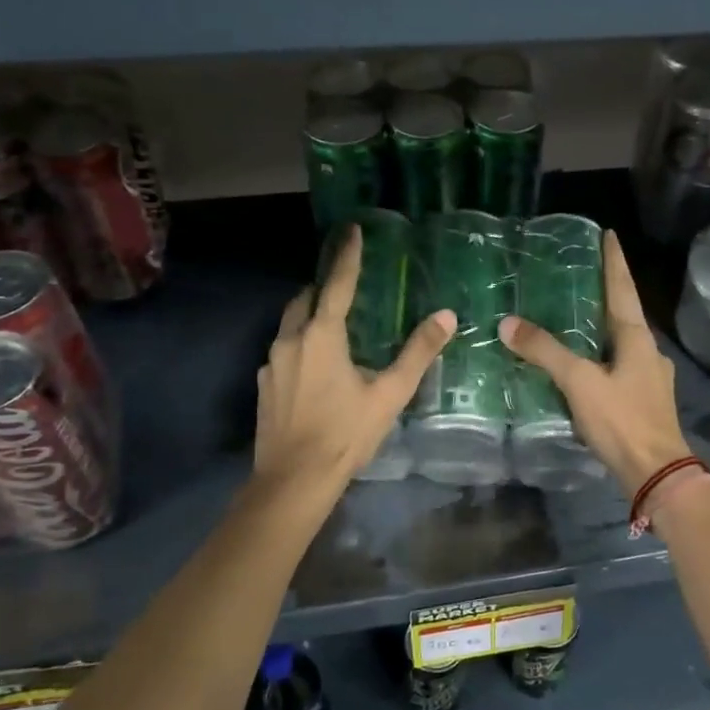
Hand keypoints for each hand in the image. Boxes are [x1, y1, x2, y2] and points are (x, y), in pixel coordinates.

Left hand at [255, 226, 455, 488]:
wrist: (293, 480)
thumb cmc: (345, 434)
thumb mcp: (389, 394)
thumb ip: (417, 353)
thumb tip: (446, 317)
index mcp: (322, 335)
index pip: (338, 284)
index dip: (347, 255)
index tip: (351, 229)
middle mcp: (291, 340)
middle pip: (305, 299)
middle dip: (323, 287)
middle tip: (344, 285)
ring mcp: (271, 364)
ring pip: (290, 325)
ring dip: (309, 317)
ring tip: (333, 326)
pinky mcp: (263, 386)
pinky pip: (283, 352)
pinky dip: (299, 346)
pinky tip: (315, 369)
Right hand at [500, 229, 692, 496]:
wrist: (656, 473)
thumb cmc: (622, 420)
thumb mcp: (579, 382)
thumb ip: (545, 352)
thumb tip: (508, 323)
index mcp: (637, 338)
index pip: (623, 288)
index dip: (614, 261)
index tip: (609, 234)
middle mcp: (648, 352)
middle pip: (623, 313)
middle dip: (604, 292)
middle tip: (580, 274)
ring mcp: (650, 377)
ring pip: (621, 342)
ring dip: (601, 327)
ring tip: (575, 318)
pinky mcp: (644, 401)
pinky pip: (618, 367)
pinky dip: (600, 356)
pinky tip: (583, 366)